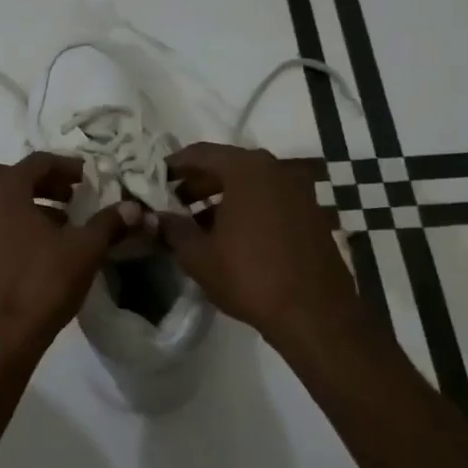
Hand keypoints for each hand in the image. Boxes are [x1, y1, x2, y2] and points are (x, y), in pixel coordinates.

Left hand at [0, 152, 135, 368]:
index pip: (37, 161)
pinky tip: (42, 249)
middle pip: (13, 178)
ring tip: (63, 223)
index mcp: (5, 191)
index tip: (88, 176)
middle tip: (73, 195)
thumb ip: (108, 223)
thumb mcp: (84, 250)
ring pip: (2, 204)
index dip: (66, 165)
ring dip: (32, 205)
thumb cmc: (41, 284)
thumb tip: (133, 207)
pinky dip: (17, 226)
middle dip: (45, 182)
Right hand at [157, 143, 365, 344]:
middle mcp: (275, 169)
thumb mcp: (198, 255)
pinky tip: (229, 236)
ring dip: (220, 198)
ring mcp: (298, 190)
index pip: (200, 153)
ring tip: (195, 224)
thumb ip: (173, 228)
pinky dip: (245, 209)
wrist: (314, 313)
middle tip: (172, 204)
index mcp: (246, 170)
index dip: (172, 166)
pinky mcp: (311, 213)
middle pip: (226, 166)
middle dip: (196, 183)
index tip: (153, 181)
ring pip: (249, 184)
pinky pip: (268, 200)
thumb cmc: (249, 276)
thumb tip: (157, 216)